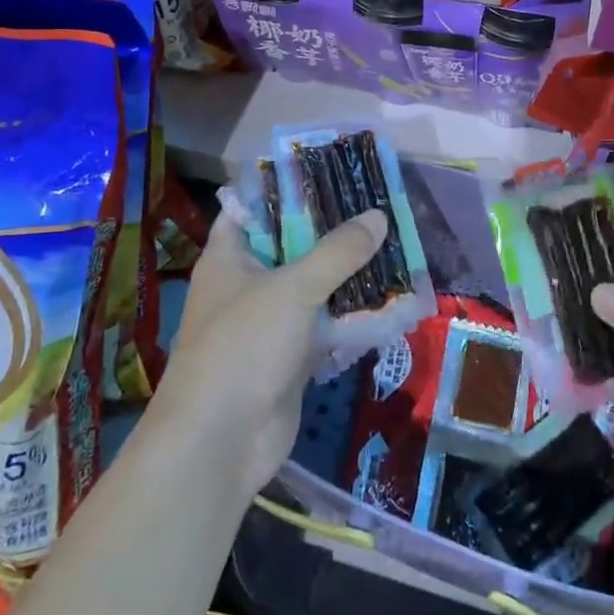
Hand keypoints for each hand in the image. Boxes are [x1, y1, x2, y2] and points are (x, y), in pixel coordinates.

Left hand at [152, 205, 387, 502]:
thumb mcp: (293, 289)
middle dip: (332, 230)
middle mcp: (247, 284)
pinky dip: (351, 315)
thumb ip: (337, 252)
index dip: (288, 187)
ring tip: (392, 243)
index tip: (331, 170)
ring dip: (348, 273)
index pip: (254, 207)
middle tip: (376, 205)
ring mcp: (269, 322)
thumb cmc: (243, 347)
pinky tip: (389, 298)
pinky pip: (325, 325)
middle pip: (292, 245)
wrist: (220, 444)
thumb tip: (378, 216)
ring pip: (313, 286)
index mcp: (230, 256)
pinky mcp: (290, 357)